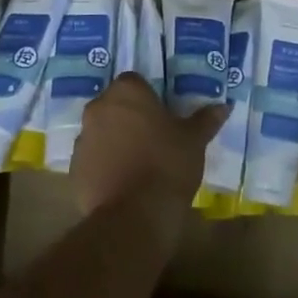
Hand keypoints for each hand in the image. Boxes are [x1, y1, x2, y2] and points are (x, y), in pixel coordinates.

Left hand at [72, 73, 226, 250]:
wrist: (135, 214)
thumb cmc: (168, 164)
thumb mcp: (194, 140)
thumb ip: (206, 119)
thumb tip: (224, 106)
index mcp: (126, 92)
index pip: (135, 82)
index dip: (149, 98)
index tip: (162, 115)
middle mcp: (98, 109)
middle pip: (114, 106)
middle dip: (130, 118)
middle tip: (153, 138)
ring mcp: (82, 139)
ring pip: (101, 133)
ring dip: (115, 141)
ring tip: (138, 164)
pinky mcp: (74, 169)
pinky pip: (92, 160)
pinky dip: (104, 166)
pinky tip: (124, 183)